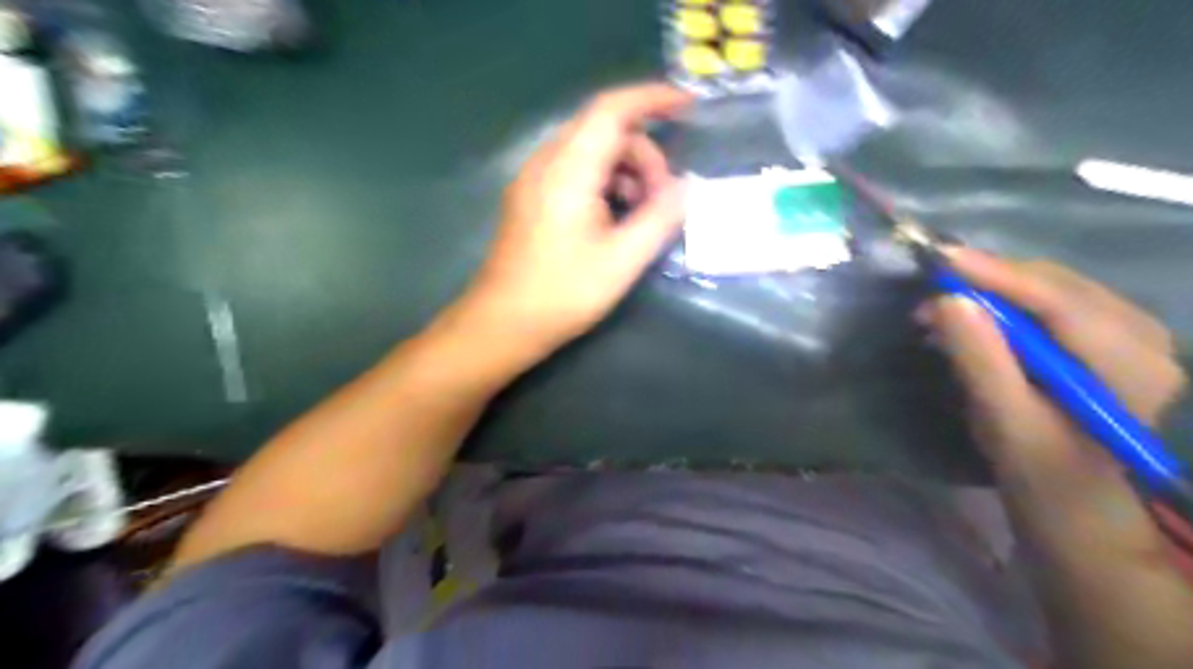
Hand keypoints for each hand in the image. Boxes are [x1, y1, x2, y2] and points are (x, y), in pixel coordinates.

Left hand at [451, 84, 695, 359]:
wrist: (503, 323)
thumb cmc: (563, 293)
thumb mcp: (623, 259)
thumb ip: (660, 217)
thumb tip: (688, 186)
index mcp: (568, 170)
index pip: (612, 109)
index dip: (653, 99)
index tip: (690, 106)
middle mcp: (547, 162)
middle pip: (605, 131)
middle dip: (645, 155)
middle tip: (664, 200)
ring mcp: (534, 179)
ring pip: (591, 152)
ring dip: (626, 172)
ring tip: (642, 216)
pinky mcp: (531, 198)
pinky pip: (576, 171)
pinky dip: (605, 184)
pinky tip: (615, 220)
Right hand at [922, 249, 1181, 478]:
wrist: (1089, 523)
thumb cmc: (1049, 484)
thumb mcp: (1008, 426)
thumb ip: (980, 361)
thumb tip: (947, 301)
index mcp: (1128, 368)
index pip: (1059, 300)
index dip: (997, 273)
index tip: (940, 258)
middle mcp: (1143, 342)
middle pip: (1059, 287)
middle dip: (991, 281)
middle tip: (930, 292)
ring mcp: (1131, 343)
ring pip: (1056, 293)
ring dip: (997, 292)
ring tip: (945, 306)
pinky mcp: (1108, 350)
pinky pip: (1056, 309)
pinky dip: (1011, 306)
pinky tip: (979, 319)